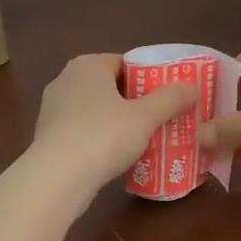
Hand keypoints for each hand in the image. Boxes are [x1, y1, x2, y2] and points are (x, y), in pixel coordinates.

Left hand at [28, 54, 195, 200]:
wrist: (57, 177)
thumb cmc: (103, 136)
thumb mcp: (145, 117)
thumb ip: (170, 99)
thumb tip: (193, 86)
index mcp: (87, 65)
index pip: (125, 63)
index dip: (149, 78)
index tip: (167, 97)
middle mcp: (66, 79)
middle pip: (110, 86)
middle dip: (134, 101)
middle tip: (160, 119)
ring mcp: (53, 108)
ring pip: (95, 109)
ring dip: (116, 122)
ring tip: (143, 139)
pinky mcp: (47, 135)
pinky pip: (82, 129)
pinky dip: (99, 138)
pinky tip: (115, 156)